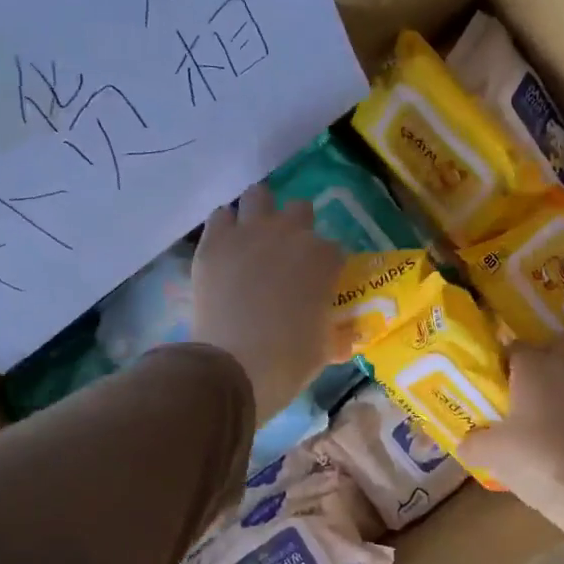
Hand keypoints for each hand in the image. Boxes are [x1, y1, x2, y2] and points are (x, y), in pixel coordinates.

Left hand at [192, 185, 345, 418]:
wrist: (234, 367)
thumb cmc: (289, 361)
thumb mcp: (325, 351)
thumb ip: (338, 336)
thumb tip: (348, 338)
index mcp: (324, 259)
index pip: (334, 250)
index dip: (327, 266)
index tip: (320, 283)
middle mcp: (290, 234)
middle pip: (300, 211)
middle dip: (297, 228)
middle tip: (288, 257)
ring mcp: (249, 233)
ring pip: (259, 196)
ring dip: (260, 212)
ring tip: (256, 237)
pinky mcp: (214, 242)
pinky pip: (221, 216)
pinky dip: (226, 227)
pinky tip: (227, 247)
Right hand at [460, 341, 563, 545]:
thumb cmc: (539, 461)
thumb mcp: (494, 456)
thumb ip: (474, 443)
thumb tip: (465, 443)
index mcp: (536, 367)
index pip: (516, 347)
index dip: (505, 362)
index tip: (497, 383)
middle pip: (557, 346)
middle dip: (545, 359)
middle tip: (530, 387)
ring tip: (557, 409)